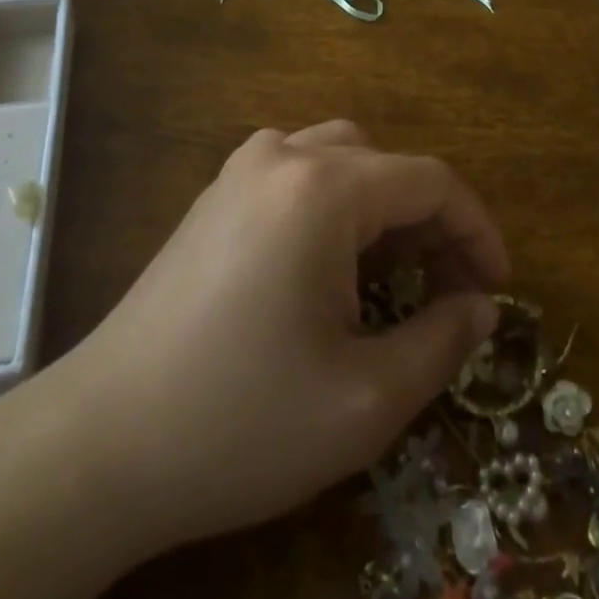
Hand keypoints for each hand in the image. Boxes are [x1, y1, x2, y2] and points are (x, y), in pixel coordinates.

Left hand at [44, 121, 507, 558]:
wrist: (100, 443)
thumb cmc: (241, 422)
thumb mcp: (364, 399)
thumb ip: (441, 341)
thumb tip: (482, 307)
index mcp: (324, 188)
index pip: (430, 181)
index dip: (477, 229)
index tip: (497, 289)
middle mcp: (284, 154)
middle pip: (387, 164)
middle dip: (431, 222)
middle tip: (449, 292)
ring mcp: (242, 168)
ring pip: (342, 157)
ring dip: (383, 206)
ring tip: (394, 276)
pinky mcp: (216, 193)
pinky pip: (298, 170)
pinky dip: (336, 202)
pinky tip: (328, 263)